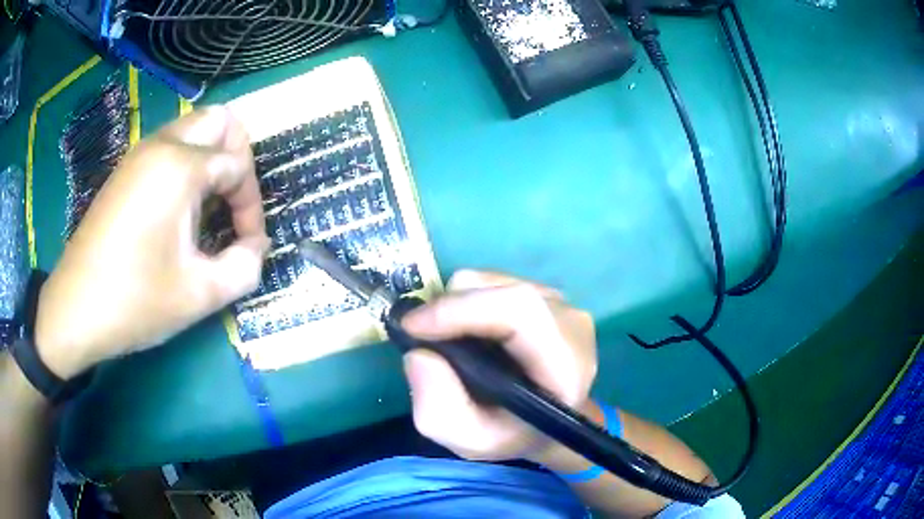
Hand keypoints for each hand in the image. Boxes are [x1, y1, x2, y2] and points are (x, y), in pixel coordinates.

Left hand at [35, 107, 269, 378]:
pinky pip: (169, 148)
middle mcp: (160, 146)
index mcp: (179, 167)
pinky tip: (179, 211)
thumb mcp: (199, 294)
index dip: (251, 206)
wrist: (74, 311)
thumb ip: (244, 267)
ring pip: (192, 130)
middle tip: (235, 202)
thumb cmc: (134, 301)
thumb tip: (257, 248)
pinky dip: (187, 166)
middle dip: (239, 156)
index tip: (248, 246)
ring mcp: (138, 155)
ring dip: (212, 160)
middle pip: (219, 120)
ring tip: (209, 209)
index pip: (237, 165)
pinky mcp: (124, 172)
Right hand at [401, 270, 596, 460]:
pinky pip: (494, 282)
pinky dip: (469, 302)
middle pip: (502, 290)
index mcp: (567, 366)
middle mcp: (573, 324)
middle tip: (422, 336)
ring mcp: (562, 304)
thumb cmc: (513, 434)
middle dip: (449, 308)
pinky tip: (473, 334)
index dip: (461, 310)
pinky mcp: (547, 293)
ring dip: (458, 306)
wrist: (548, 422)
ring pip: (493, 281)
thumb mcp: (470, 440)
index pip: (520, 312)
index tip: (413, 327)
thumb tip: (419, 353)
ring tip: (454, 342)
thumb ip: (438, 408)